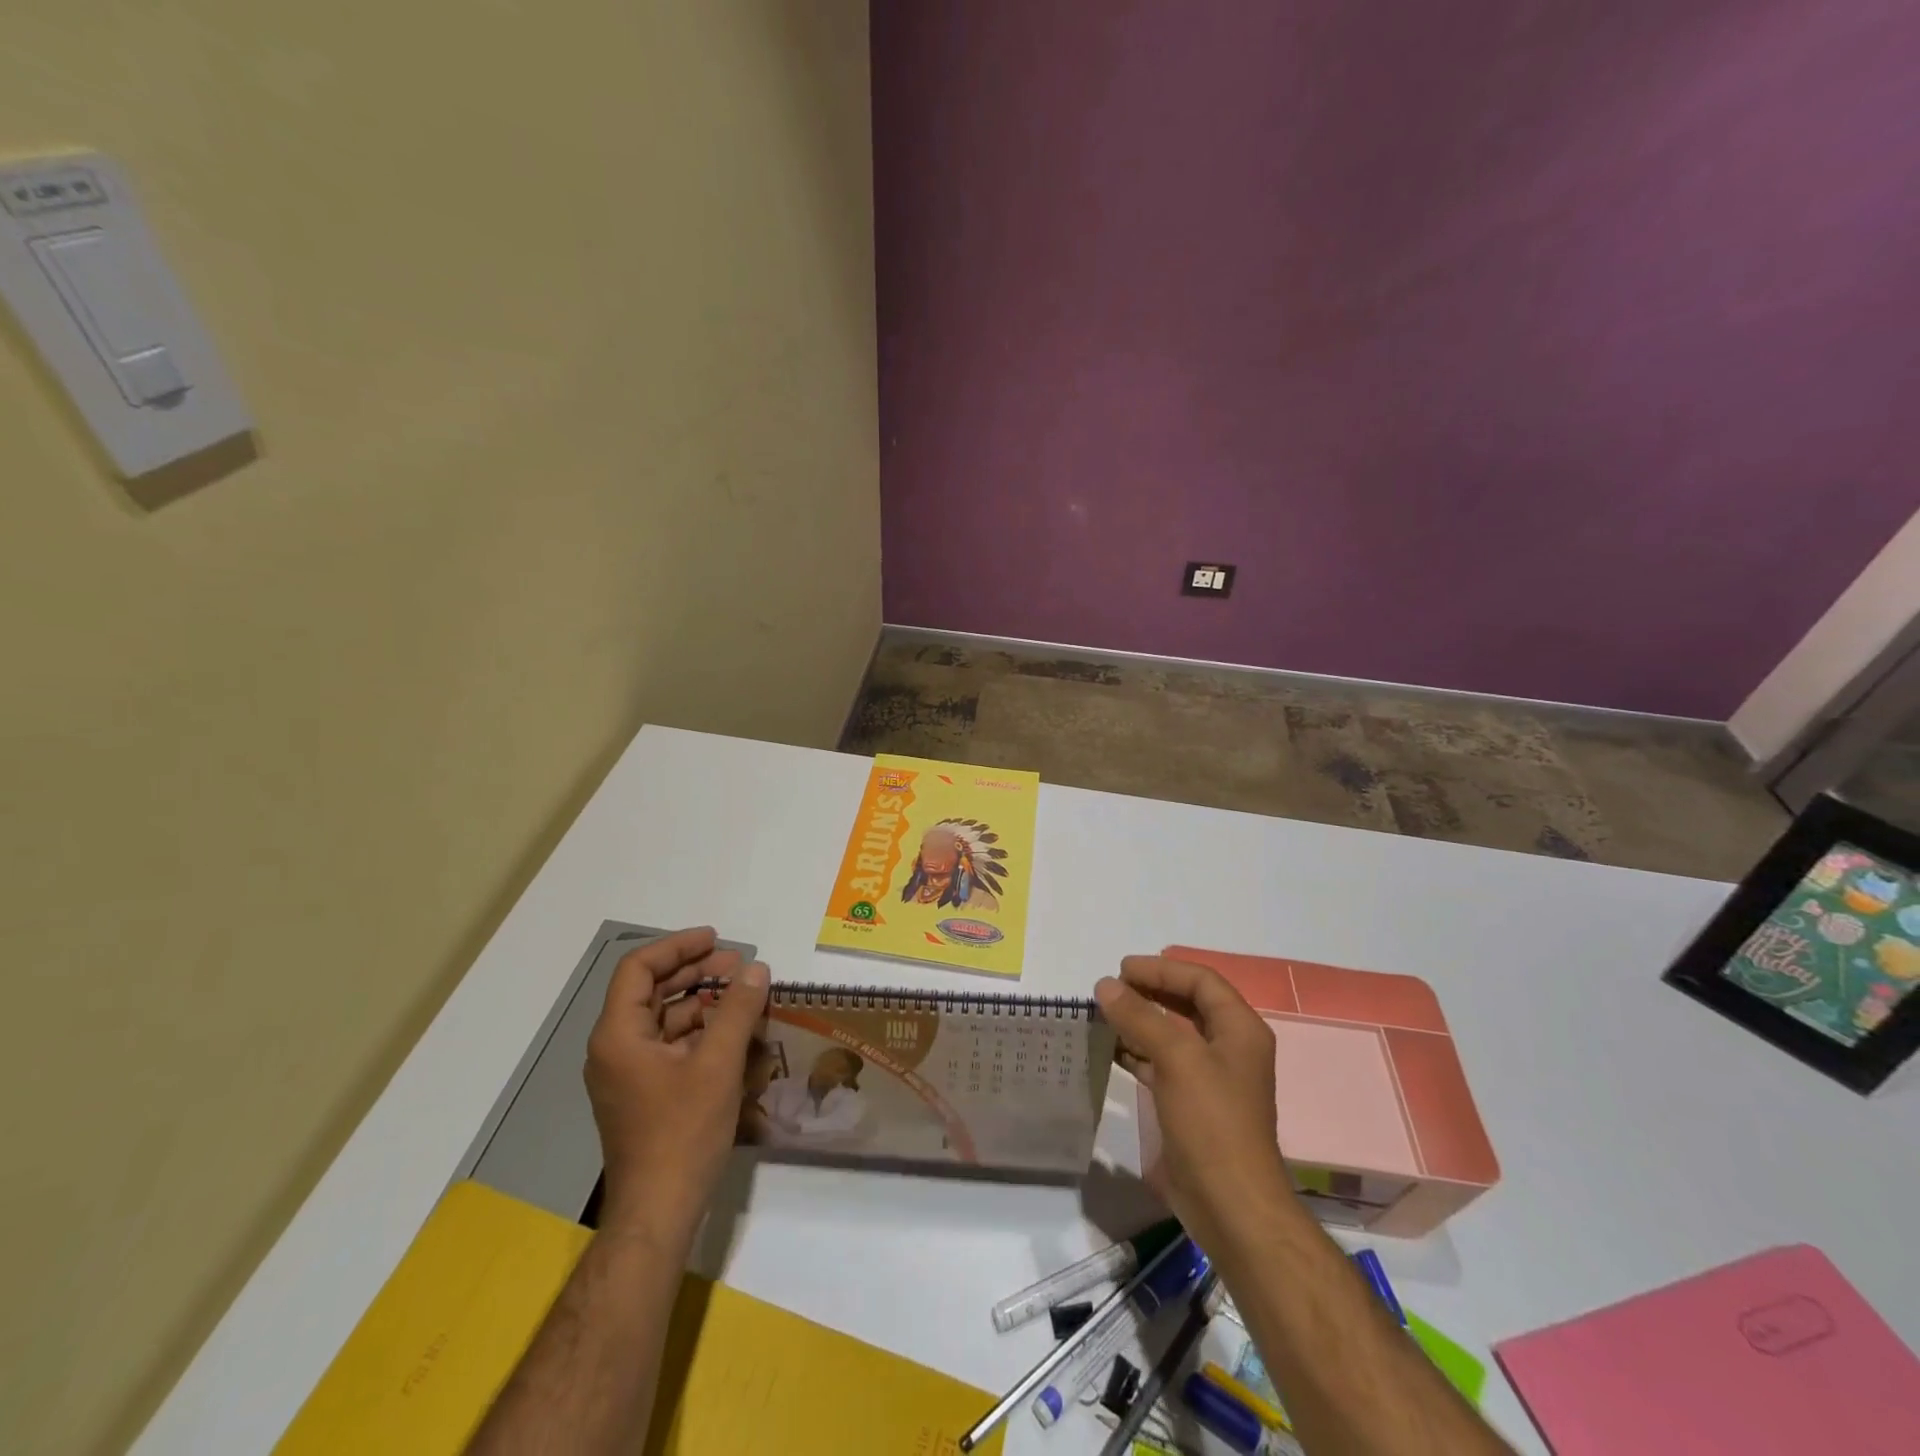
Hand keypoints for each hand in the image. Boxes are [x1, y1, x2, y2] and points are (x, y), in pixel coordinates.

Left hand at [584, 927, 768, 1244]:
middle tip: (738, 964)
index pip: (639, 969)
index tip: (716, 939)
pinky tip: (732, 1031)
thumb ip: (737, 1009)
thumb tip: (757, 968)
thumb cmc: (682, 1132)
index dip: (678, 947)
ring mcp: (627, 1073)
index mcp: (618, 1035)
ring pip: (662, 1019)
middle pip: (650, 991)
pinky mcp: (643, 1094)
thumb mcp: (718, 1063)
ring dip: (700, 1000)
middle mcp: (614, 1048)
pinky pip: (669, 1046)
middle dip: (695, 972)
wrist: (658, 1212)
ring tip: (741, 993)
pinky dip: (698, 1031)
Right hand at [1095, 956, 1291, 1248]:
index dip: (1162, 969)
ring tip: (1103, 1015)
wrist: (1231, 1207)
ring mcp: (1210, 1079)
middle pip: (1187, 1004)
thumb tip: (1105, 986)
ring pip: (1172, 1035)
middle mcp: (1228, 1048)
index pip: (1201, 981)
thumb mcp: (1176, 1058)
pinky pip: (1161, 1064)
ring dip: (1139, 1022)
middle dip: (1149, 992)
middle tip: (1110, 990)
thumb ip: (1140, 1016)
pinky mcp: (1191, 1106)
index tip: (1121, 969)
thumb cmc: (1212, 1122)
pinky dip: (1136, 1052)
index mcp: (1239, 1030)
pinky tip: (1109, 1050)